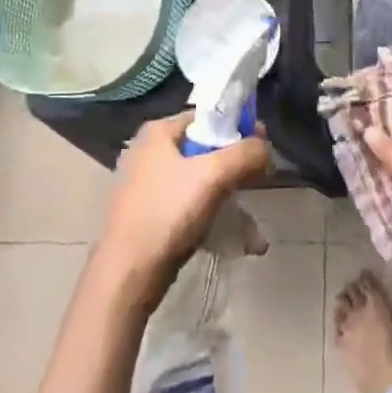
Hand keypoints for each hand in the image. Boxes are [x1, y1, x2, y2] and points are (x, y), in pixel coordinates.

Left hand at [96, 112, 270, 304]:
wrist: (126, 275)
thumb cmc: (167, 213)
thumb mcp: (214, 175)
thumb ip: (246, 153)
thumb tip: (265, 147)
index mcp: (159, 132)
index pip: (208, 117)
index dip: (239, 128)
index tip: (262, 148)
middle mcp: (150, 153)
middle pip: (207, 150)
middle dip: (238, 170)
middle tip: (261, 182)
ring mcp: (148, 185)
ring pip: (201, 182)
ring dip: (231, 201)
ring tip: (254, 231)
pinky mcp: (150, 215)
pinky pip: (191, 207)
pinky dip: (214, 218)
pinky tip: (238, 242)